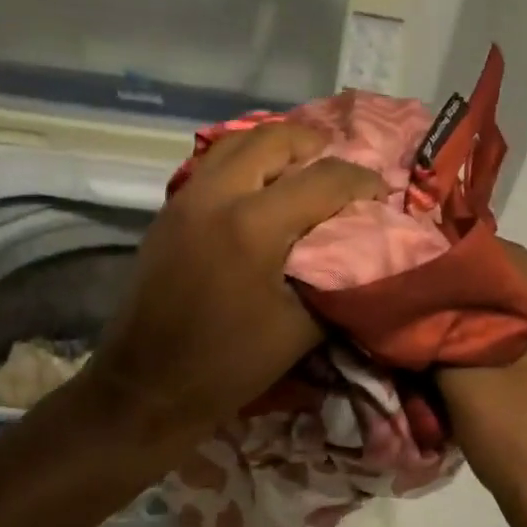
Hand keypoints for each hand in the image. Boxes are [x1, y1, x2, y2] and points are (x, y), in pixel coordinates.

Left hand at [70, 123, 383, 461]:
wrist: (147, 387)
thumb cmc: (229, 364)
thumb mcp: (300, 328)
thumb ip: (335, 278)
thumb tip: (361, 249)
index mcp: (253, 226)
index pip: (322, 180)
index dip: (360, 181)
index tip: (379, 193)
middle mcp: (215, 196)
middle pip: (272, 139)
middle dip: (314, 145)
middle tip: (338, 165)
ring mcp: (185, 199)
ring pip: (235, 143)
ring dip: (275, 147)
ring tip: (302, 167)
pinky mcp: (168, 213)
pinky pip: (213, 165)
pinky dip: (245, 162)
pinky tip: (261, 188)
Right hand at [438, 243, 526, 526]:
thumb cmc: (517, 442)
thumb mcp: (465, 383)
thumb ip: (439, 336)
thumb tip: (413, 309)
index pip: (516, 262)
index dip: (467, 256)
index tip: (426, 258)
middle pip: (525, 281)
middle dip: (476, 279)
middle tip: (430, 281)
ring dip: (488, 304)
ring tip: (442, 305)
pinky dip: (503, 326)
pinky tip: (467, 335)